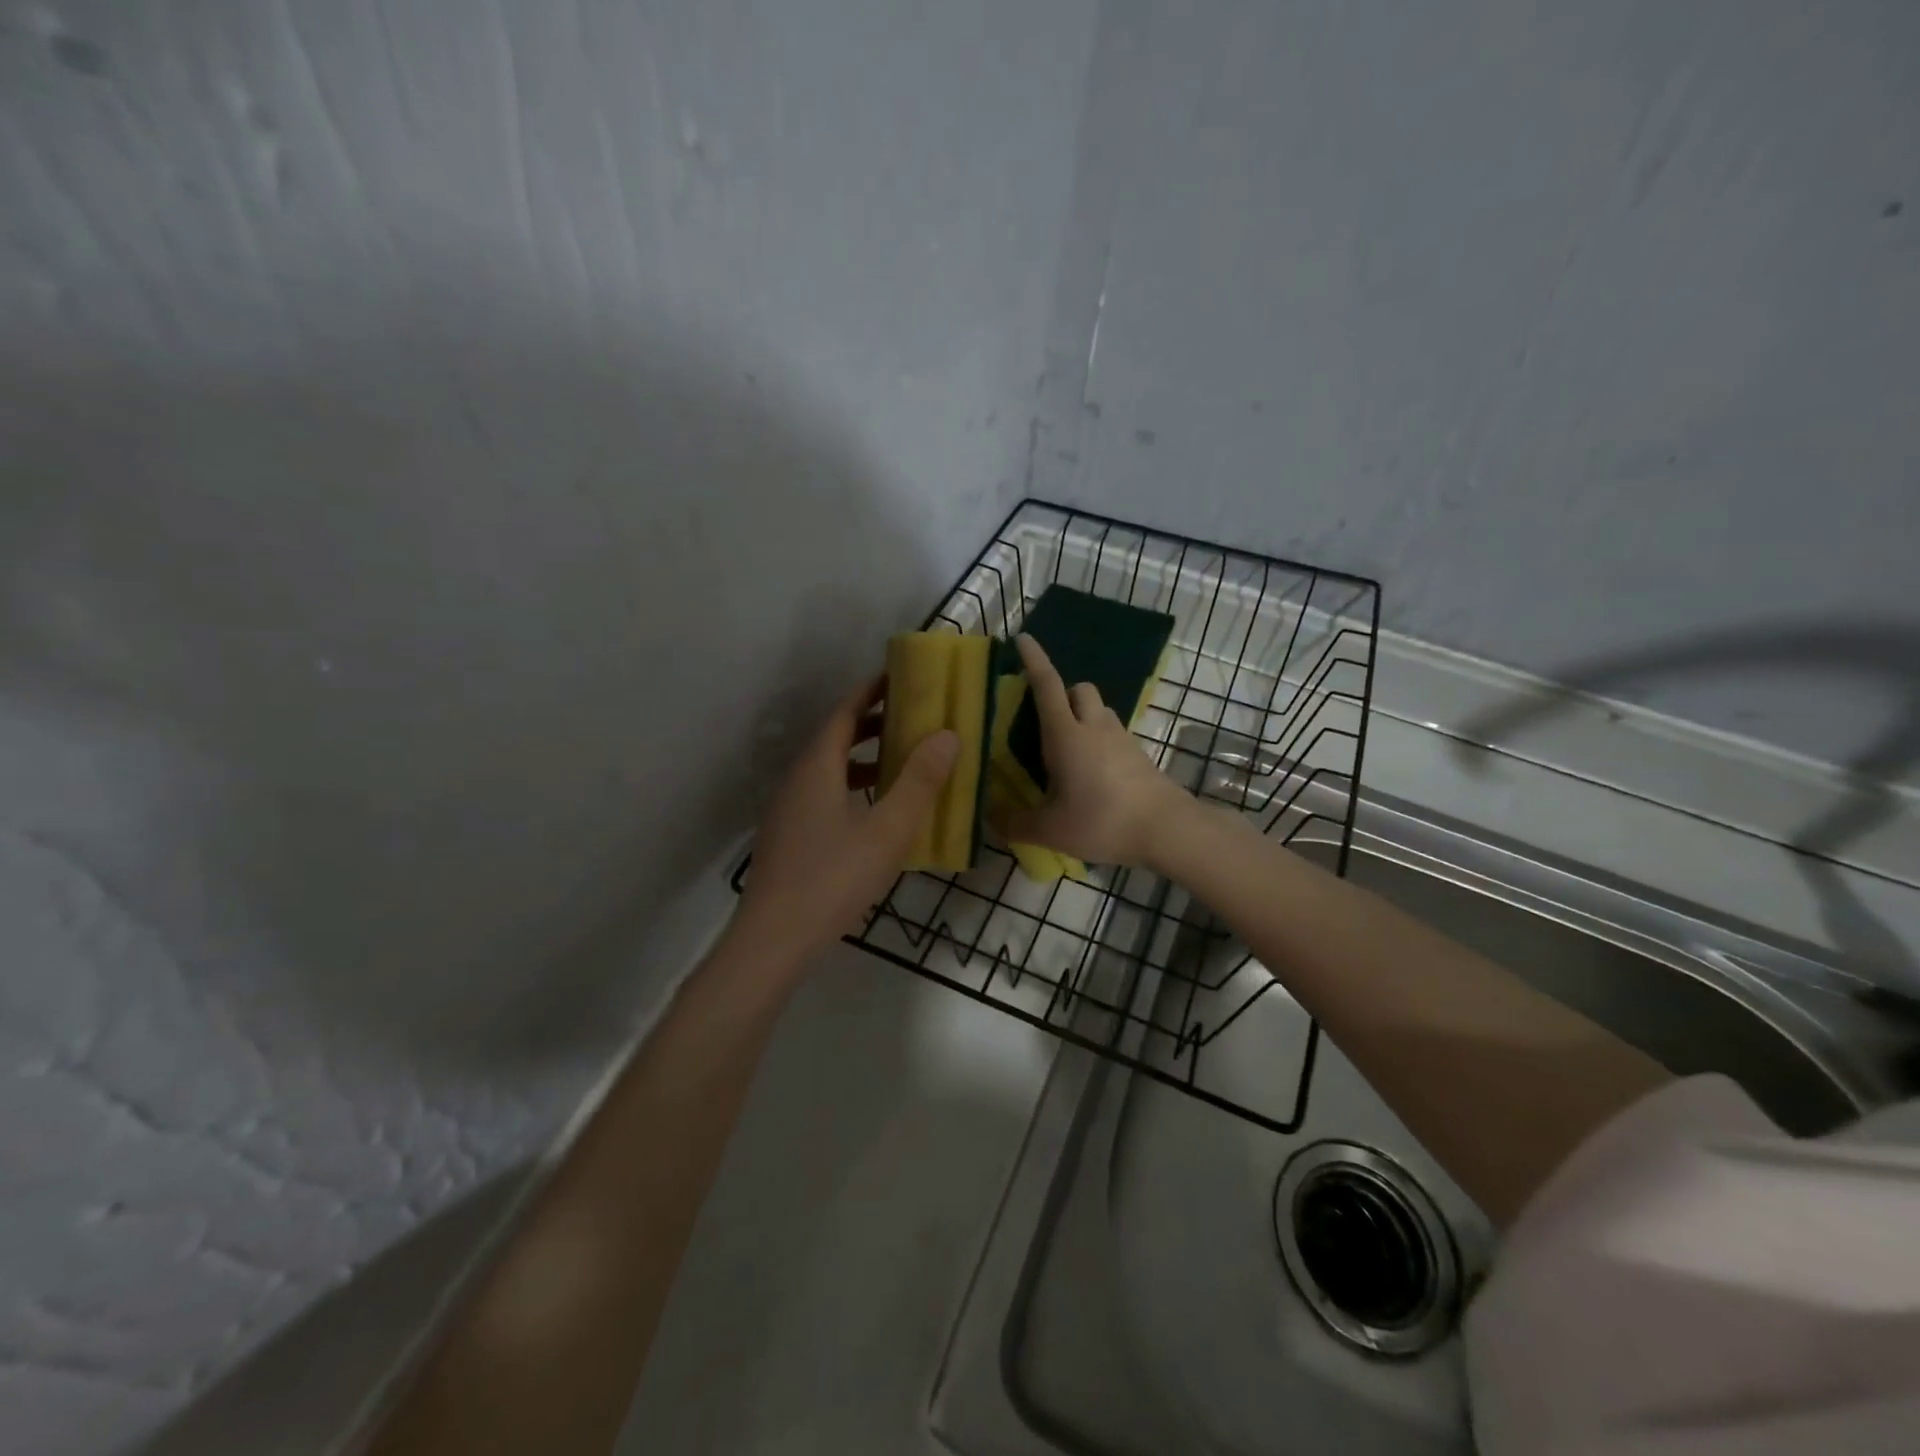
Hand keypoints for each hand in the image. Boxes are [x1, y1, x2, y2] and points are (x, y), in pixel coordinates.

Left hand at [734, 675, 958, 966]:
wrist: (774, 938)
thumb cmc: (834, 878)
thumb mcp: (888, 830)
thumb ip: (919, 782)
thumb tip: (947, 735)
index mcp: (818, 767)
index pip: (844, 713)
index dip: (870, 691)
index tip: (898, 677)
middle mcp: (798, 780)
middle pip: (835, 738)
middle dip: (871, 723)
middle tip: (909, 718)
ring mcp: (788, 809)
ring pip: (828, 769)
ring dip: (863, 758)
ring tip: (899, 762)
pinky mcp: (789, 836)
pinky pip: (824, 794)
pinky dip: (852, 787)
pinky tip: (874, 813)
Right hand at [997, 634, 1188, 866]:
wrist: (1168, 830)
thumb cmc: (1103, 821)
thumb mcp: (1050, 830)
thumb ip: (1015, 823)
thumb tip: (989, 818)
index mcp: (1066, 735)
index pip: (1047, 685)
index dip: (1034, 660)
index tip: (1023, 639)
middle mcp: (1094, 728)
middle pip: (1080, 689)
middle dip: (1062, 693)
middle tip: (1045, 721)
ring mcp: (1121, 740)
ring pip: (1100, 710)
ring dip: (1082, 716)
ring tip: (1067, 750)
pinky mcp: (1139, 756)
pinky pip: (1114, 734)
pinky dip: (1099, 741)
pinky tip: (1092, 774)